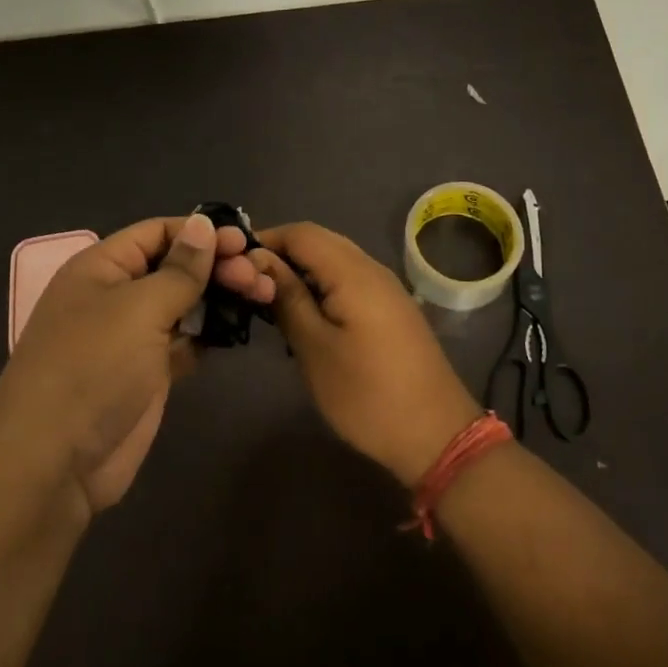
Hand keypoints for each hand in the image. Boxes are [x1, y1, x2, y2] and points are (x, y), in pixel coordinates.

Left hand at [0, 214, 274, 513]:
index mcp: (102, 267)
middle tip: (258, 277)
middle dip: (218, 266)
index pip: (158, 232)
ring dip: (221, 298)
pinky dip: (211, 333)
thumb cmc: (93, 367)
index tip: (245, 241)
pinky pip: (186, 341)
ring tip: (263, 296)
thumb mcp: (139, 308)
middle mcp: (116, 296)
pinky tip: (240, 328)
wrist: (55, 462)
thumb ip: (180, 269)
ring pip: (185, 304)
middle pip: (175, 267)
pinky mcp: (149, 373)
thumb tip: (204, 223)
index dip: (200, 233)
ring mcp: (133, 337)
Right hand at [254, 223, 480, 484]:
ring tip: (268, 300)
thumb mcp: (315, 349)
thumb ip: (288, 299)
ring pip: (335, 261)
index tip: (231, 263)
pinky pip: (350, 280)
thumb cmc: (367, 395)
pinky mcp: (392, 309)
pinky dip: (322, 286)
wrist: (437, 433)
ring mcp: (387, 288)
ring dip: (302, 271)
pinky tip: (305, 315)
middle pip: (320, 241)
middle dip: (281, 254)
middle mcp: (372, 269)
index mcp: (353, 272)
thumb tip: (260, 263)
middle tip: (246, 282)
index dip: (265, 239)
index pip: (301, 233)